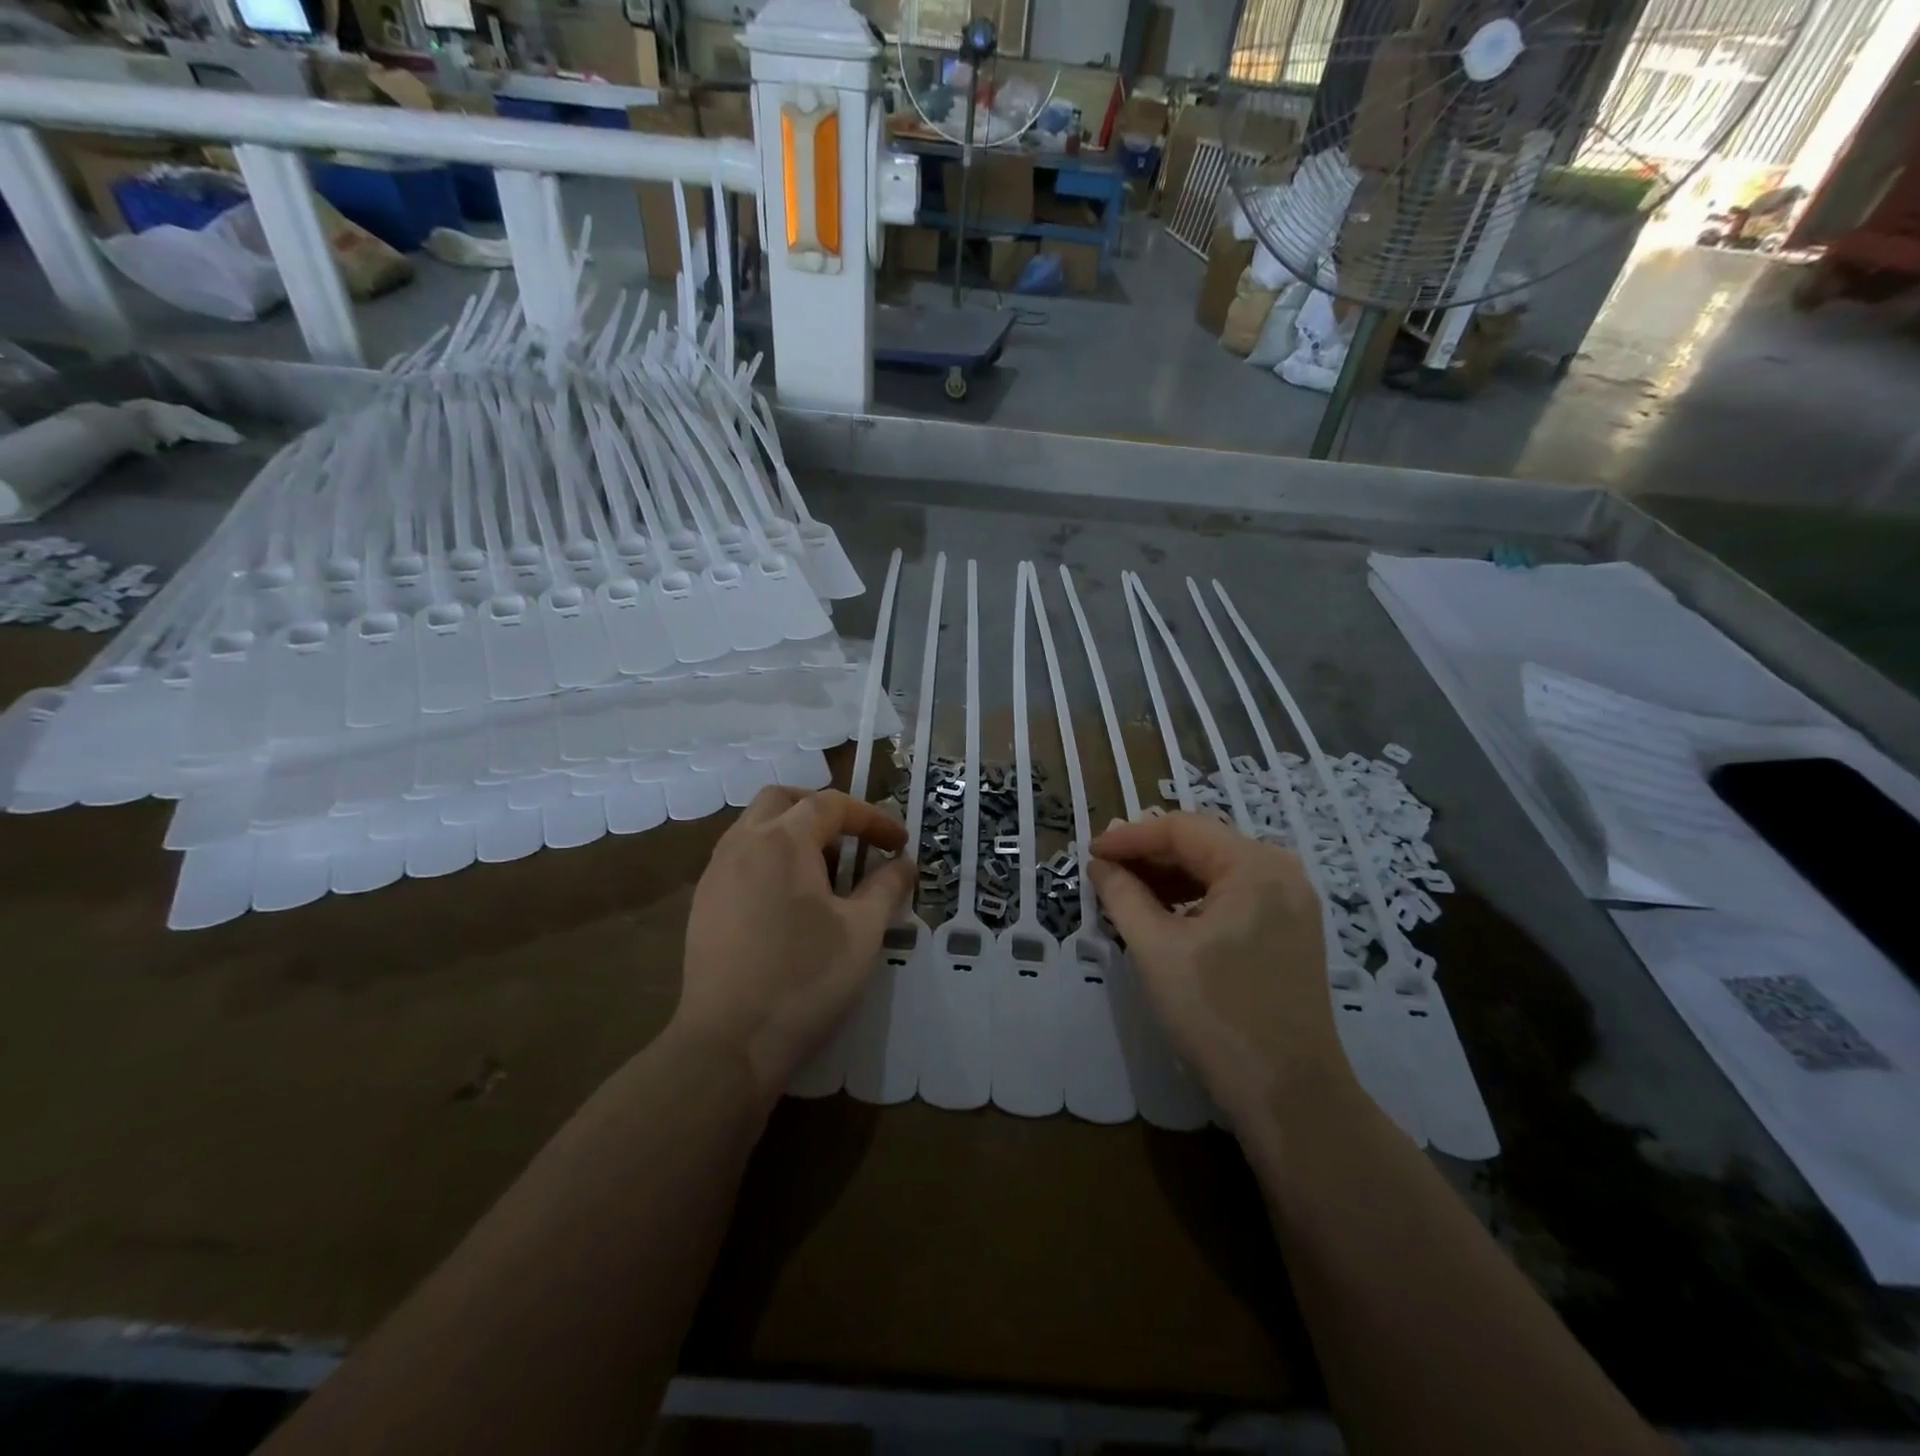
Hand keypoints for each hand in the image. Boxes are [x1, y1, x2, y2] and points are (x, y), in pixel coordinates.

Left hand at [673, 787, 913, 1112]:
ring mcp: (716, 872)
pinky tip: (788, 900)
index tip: (899, 844)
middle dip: (823, 810)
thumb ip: (887, 887)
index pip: (832, 805)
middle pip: (783, 800)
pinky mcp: (703, 903)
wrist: (729, 1043)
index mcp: (782, 840)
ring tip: (824, 871)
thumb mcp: (862, 931)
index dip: (872, 819)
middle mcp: (743, 843)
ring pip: (755, 826)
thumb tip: (903, 864)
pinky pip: (740, 857)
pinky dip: (770, 858)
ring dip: (793, 832)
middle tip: (853, 840)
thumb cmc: (805, 979)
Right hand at [1090, 812, 1350, 1129]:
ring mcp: (1292, 903)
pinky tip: (1163, 917)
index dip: (1130, 837)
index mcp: (1254, 866)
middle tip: (1104, 872)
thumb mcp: (1156, 949)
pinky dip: (1194, 900)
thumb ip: (1123, 895)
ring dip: (1169, 878)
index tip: (1090, 854)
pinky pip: (1234, 897)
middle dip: (1149, 855)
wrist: (1289, 1097)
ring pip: (1217, 871)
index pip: (1181, 828)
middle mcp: (1281, 872)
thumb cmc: (1216, 1015)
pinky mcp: (1291, 932)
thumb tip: (1101, 865)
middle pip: (1203, 844)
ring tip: (1125, 894)